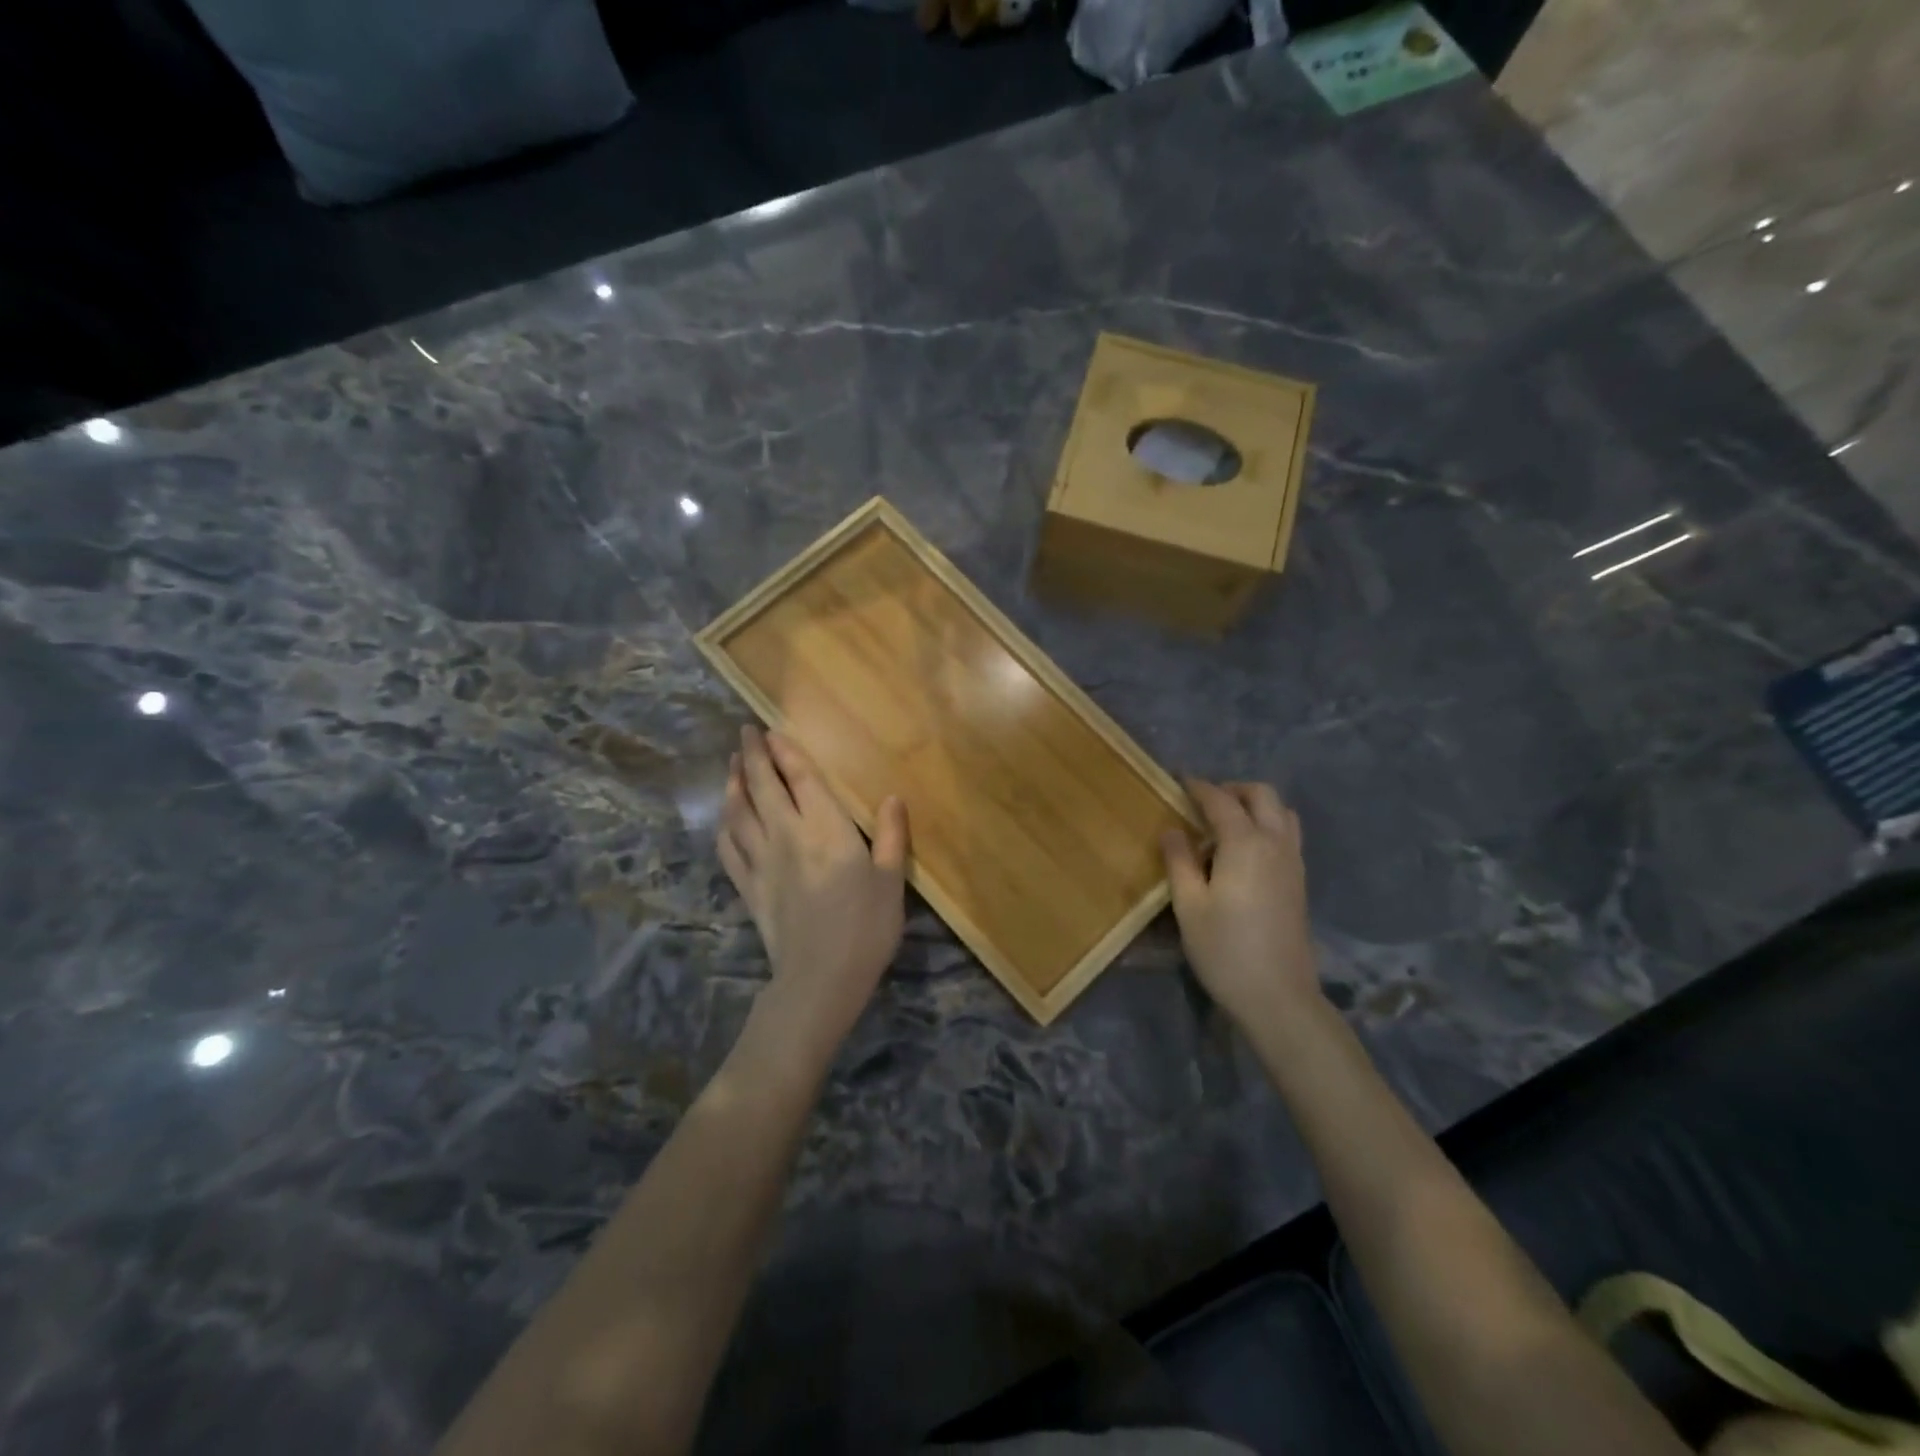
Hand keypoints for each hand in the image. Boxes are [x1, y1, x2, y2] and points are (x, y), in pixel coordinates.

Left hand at [719, 726, 909, 1045]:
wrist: (821, 978)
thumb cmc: (865, 926)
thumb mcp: (891, 880)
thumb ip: (892, 836)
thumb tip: (892, 797)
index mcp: (825, 828)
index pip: (799, 777)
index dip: (783, 751)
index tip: (769, 730)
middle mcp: (787, 834)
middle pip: (761, 786)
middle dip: (751, 755)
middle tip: (744, 732)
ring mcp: (761, 861)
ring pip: (739, 812)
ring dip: (732, 784)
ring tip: (730, 765)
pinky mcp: (748, 887)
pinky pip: (728, 848)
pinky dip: (724, 826)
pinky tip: (724, 818)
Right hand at [1162, 780, 1320, 1029]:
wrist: (1278, 996)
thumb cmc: (1224, 949)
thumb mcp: (1189, 905)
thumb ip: (1179, 861)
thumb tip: (1173, 829)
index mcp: (1245, 843)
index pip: (1221, 800)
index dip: (1198, 787)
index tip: (1178, 781)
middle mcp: (1275, 843)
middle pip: (1262, 795)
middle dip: (1232, 789)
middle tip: (1203, 802)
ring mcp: (1294, 862)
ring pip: (1282, 812)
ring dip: (1255, 805)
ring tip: (1225, 823)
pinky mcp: (1300, 881)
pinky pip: (1287, 834)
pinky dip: (1267, 825)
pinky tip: (1244, 851)